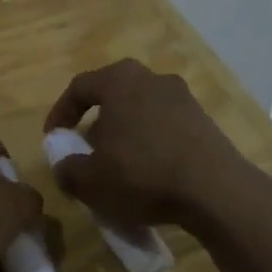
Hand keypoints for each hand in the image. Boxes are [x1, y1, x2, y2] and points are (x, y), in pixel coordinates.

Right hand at [43, 60, 252, 230]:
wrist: (217, 192)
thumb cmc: (143, 175)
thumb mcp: (90, 180)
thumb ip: (67, 169)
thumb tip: (64, 166)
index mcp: (120, 80)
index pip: (79, 86)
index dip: (60, 112)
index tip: (54, 138)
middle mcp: (153, 78)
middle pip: (113, 95)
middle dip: (96, 123)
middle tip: (87, 150)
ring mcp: (183, 98)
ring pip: (141, 110)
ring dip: (125, 134)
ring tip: (118, 166)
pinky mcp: (205, 121)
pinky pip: (165, 126)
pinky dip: (151, 143)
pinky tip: (149, 173)